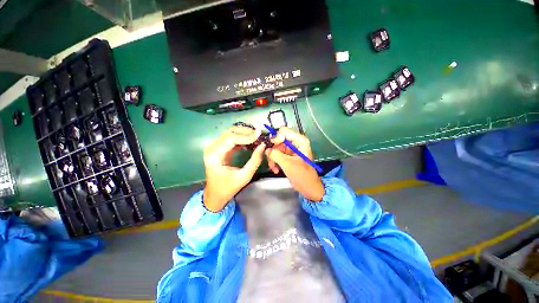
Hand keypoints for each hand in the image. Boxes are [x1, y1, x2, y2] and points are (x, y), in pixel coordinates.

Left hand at [203, 126, 265, 211]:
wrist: (215, 194)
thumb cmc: (228, 187)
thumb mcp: (245, 176)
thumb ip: (255, 160)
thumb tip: (262, 145)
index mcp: (215, 156)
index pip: (231, 139)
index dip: (246, 136)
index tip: (259, 135)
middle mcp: (211, 148)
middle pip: (229, 133)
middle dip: (245, 132)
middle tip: (258, 134)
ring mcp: (213, 147)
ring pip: (229, 133)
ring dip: (243, 133)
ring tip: (255, 136)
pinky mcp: (218, 148)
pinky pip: (230, 138)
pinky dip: (240, 137)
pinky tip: (249, 140)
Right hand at [265, 127, 324, 201]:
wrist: (308, 188)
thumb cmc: (302, 175)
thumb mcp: (288, 164)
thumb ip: (276, 154)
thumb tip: (266, 149)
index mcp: (300, 141)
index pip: (284, 132)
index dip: (276, 138)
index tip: (271, 149)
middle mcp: (295, 142)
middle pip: (278, 140)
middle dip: (273, 151)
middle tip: (270, 160)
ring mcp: (291, 150)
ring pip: (276, 148)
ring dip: (273, 158)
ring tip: (274, 168)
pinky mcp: (288, 156)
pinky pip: (277, 155)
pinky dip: (275, 161)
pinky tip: (276, 170)